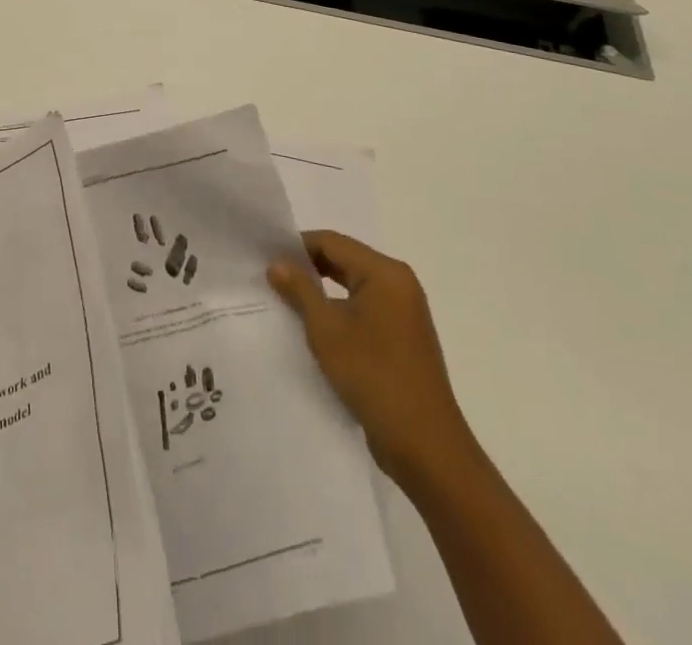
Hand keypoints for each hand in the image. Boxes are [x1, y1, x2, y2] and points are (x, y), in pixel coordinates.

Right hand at [269, 230, 475, 489]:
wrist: (426, 448)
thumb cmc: (375, 378)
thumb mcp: (327, 330)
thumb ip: (300, 290)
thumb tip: (277, 262)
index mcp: (385, 273)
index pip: (332, 242)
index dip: (296, 246)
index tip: (264, 257)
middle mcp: (399, 283)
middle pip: (344, 260)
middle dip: (307, 267)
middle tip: (270, 277)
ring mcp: (404, 311)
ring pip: (352, 285)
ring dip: (321, 290)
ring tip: (285, 301)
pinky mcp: (402, 337)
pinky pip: (363, 308)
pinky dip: (338, 310)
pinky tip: (314, 327)